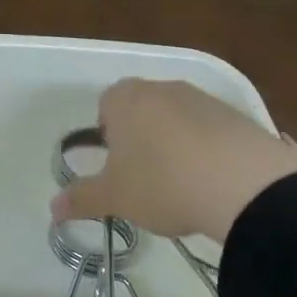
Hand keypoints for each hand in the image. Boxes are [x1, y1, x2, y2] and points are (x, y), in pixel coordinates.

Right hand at [50, 79, 296, 243]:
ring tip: (183, 183)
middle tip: (144, 176)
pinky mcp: (238, 116)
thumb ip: (81, 198)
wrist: (244, 185)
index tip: (116, 165)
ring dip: (176, 142)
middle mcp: (163, 88)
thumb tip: (52, 208)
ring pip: (178, 117)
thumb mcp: (115, 197)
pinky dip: (209, 150)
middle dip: (140, 136)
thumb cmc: (162, 183)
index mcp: (126, 99)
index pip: (106, 104)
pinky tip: (214, 182)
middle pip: (142, 108)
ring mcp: (204, 99)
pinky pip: (212, 130)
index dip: (107, 133)